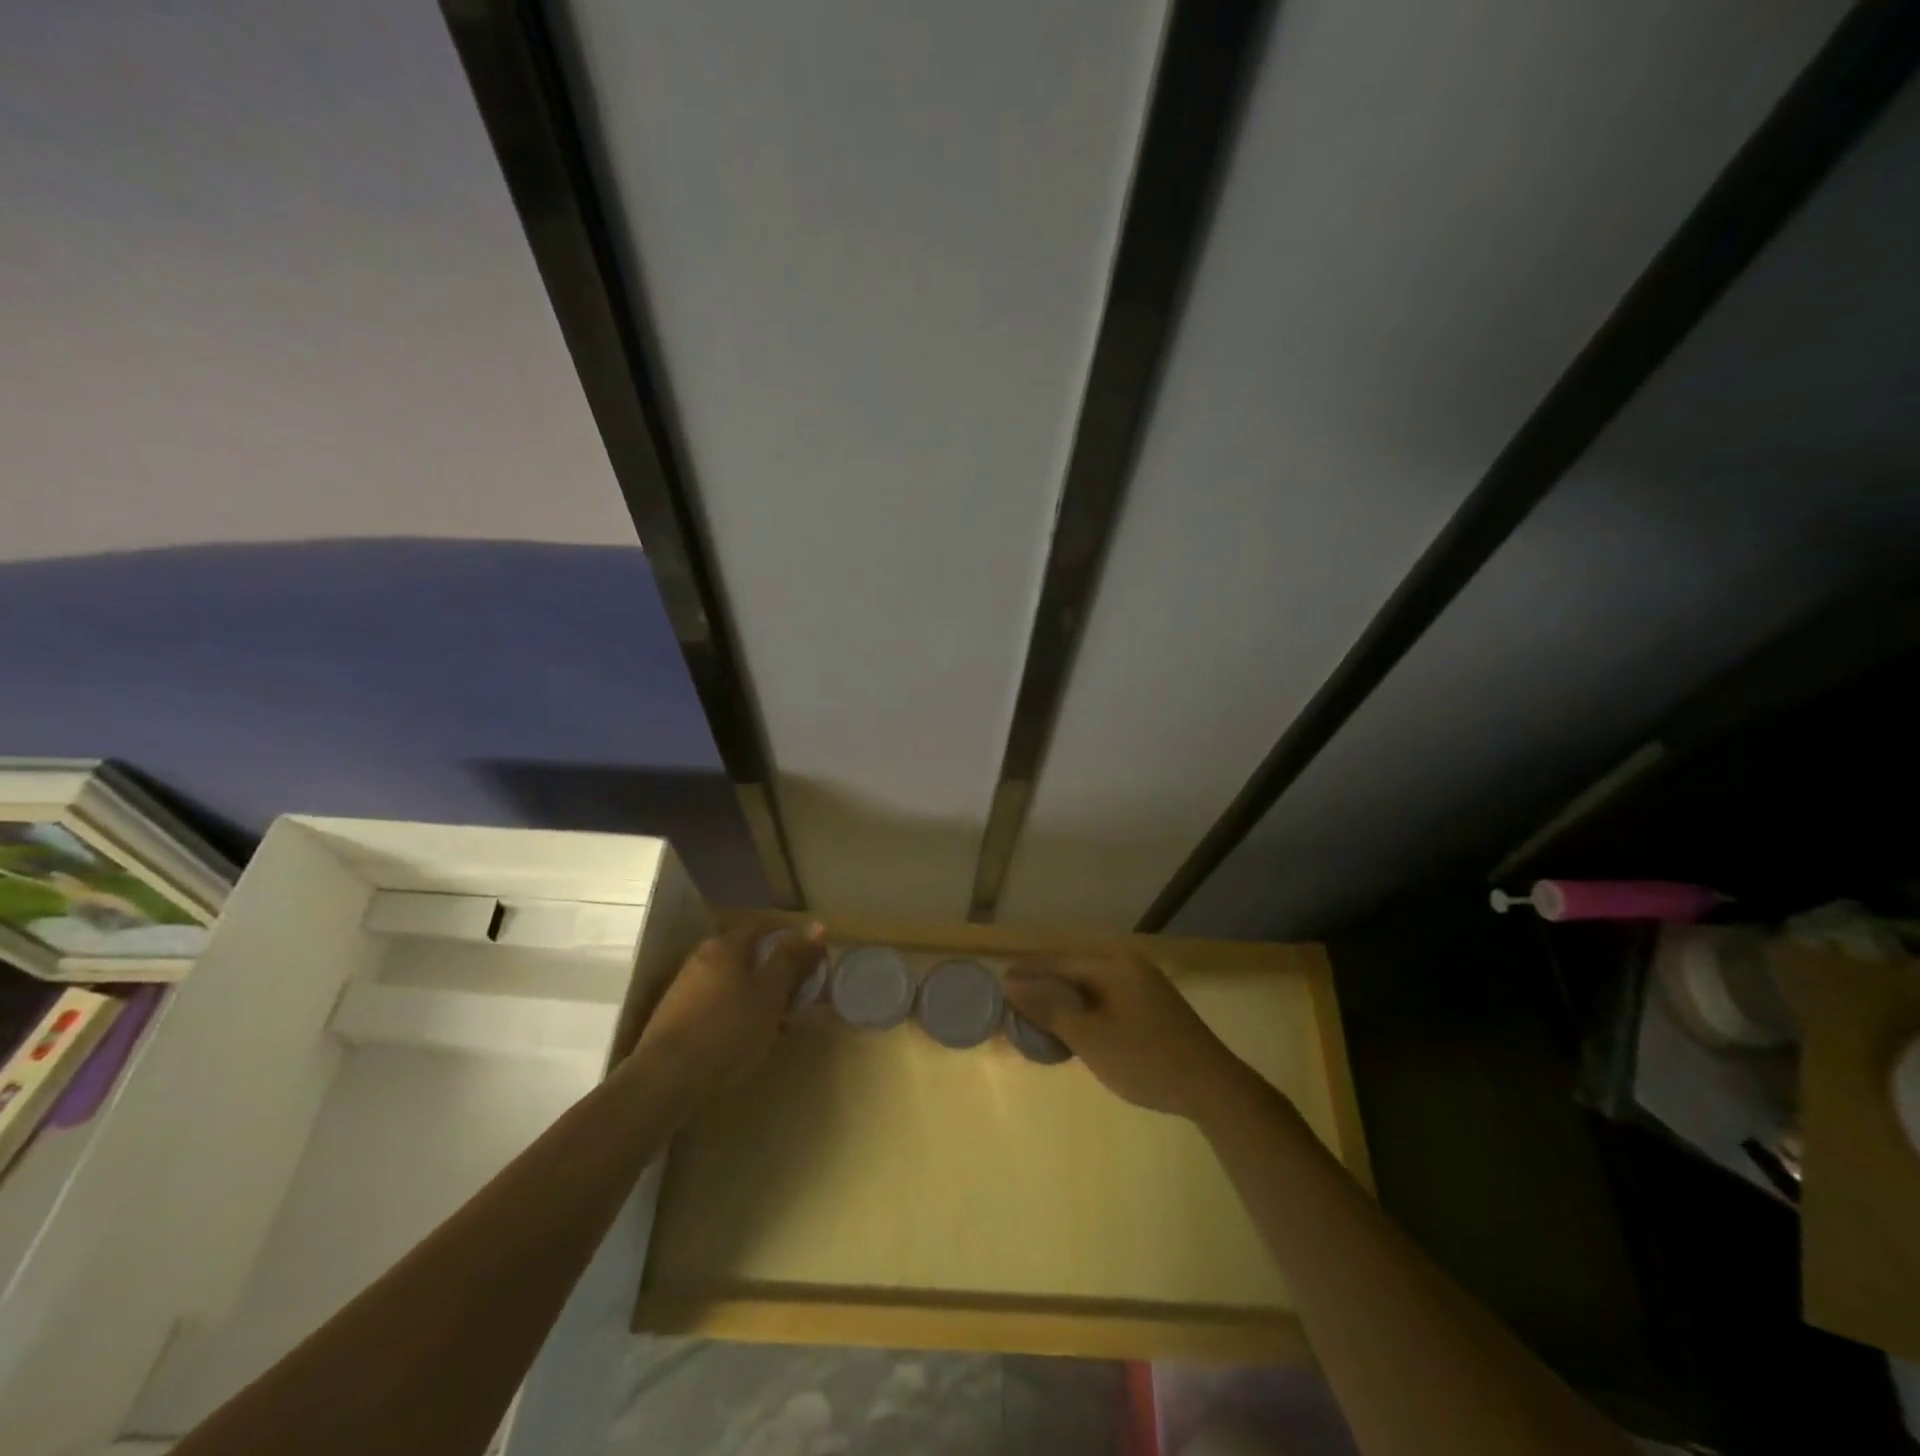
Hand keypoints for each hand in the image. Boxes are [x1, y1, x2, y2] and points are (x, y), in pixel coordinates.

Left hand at [633, 919, 826, 1100]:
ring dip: (758, 994)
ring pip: (733, 981)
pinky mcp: (676, 1015)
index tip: (813, 960)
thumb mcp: (770, 994)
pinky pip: (718, 1002)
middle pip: (748, 954)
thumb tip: (815, 925)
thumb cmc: (727, 1030)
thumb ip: (791, 958)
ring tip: (778, 1021)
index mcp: (726, 945)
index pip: (766, 928)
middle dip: (776, 971)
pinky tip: (747, 1036)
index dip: (792, 940)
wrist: (664, 1078)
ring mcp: (685, 986)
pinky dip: (737, 1011)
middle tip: (799, 995)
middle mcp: (702, 957)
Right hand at [1003, 952, 1252, 1122]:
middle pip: (1074, 973)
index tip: (998, 986)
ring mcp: (1144, 987)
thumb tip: (1011, 982)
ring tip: (1037, 1023)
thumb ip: (1049, 1007)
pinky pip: (1107, 1002)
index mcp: (1113, 965)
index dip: (1027, 974)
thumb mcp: (1090, 1036)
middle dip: (1043, 990)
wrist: (1214, 1088)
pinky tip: (1074, 1033)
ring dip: (1064, 1004)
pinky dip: (1086, 1014)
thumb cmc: (1146, 1059)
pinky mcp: (1154, 1009)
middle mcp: (1129, 967)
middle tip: (1014, 1009)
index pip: (1058, 962)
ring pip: (1091, 990)